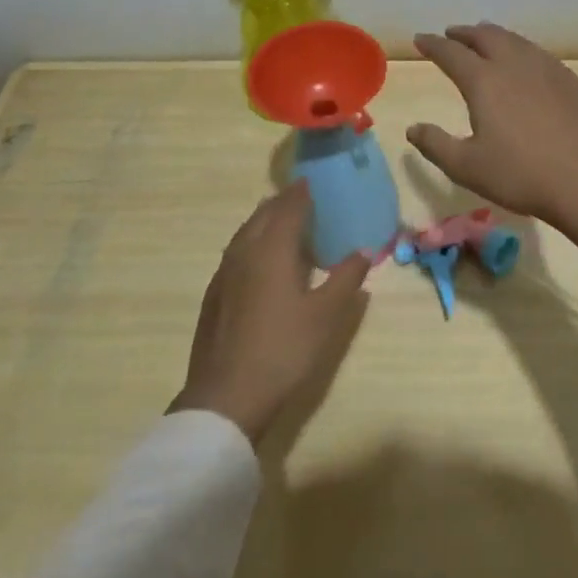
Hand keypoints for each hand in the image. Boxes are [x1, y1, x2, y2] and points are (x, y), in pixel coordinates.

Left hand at [170, 182, 370, 443]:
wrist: (225, 397)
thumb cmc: (283, 350)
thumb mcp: (326, 316)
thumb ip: (345, 279)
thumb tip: (364, 251)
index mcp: (271, 251)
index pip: (288, 208)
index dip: (301, 193)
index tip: (313, 181)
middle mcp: (244, 253)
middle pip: (262, 216)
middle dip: (281, 202)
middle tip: (302, 198)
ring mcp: (223, 275)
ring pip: (244, 234)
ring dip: (264, 221)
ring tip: (282, 223)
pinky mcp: (214, 296)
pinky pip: (235, 254)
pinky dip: (251, 243)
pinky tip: (260, 262)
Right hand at [407, 23, 577, 225]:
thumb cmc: (521, 175)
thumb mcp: (467, 167)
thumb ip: (436, 145)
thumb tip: (413, 128)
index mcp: (484, 81)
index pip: (451, 53)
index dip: (433, 45)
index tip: (421, 39)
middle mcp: (514, 65)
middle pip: (485, 37)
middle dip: (464, 33)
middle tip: (452, 34)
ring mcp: (547, 69)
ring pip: (515, 40)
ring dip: (494, 36)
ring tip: (485, 38)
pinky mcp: (571, 80)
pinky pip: (538, 53)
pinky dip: (521, 48)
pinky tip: (525, 62)